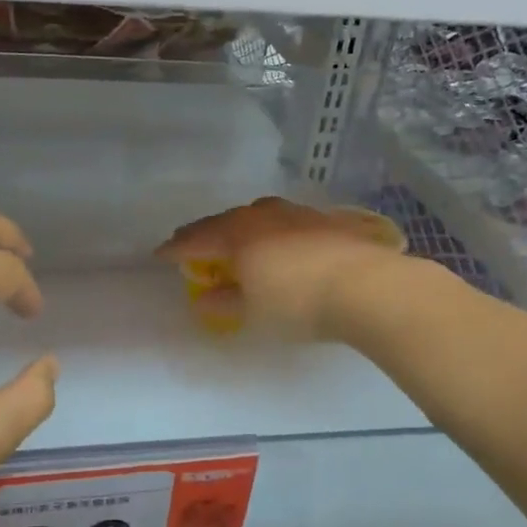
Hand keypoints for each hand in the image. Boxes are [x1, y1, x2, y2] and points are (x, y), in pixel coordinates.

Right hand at [156, 197, 413, 339]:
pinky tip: (279, 240)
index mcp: (238, 235)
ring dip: (239, 227)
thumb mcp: (253, 312)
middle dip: (205, 233)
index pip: (197, 240)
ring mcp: (297, 214)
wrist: (367, 287)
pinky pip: (285, 221)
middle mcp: (263, 216)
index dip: (176, 248)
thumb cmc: (298, 303)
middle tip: (189, 241)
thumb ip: (225, 302)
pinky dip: (270, 230)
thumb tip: (206, 297)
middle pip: (225, 221)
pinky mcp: (326, 221)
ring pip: (257, 215)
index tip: (159, 254)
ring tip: (234, 236)